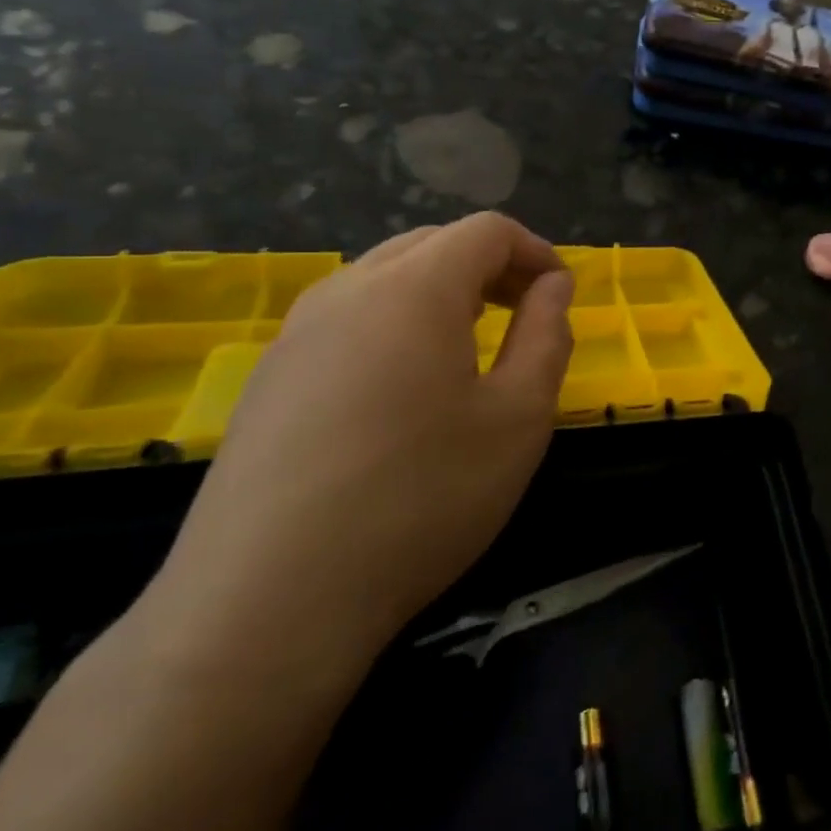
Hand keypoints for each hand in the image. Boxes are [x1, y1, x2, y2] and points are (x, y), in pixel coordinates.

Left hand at [147, 214, 573, 684]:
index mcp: (414, 289)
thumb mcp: (518, 419)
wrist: (270, 599)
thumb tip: (552, 287)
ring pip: (384, 277)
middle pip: (432, 243)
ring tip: (471, 347)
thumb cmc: (421, 499)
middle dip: (490, 266)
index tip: (562, 295)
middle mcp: (348, 290)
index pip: (486, 230)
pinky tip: (404, 389)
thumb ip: (546, 337)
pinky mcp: (269, 376)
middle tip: (525, 316)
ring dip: (441, 292)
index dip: (535, 251)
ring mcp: (297, 332)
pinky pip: (347, 318)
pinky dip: (395, 323)